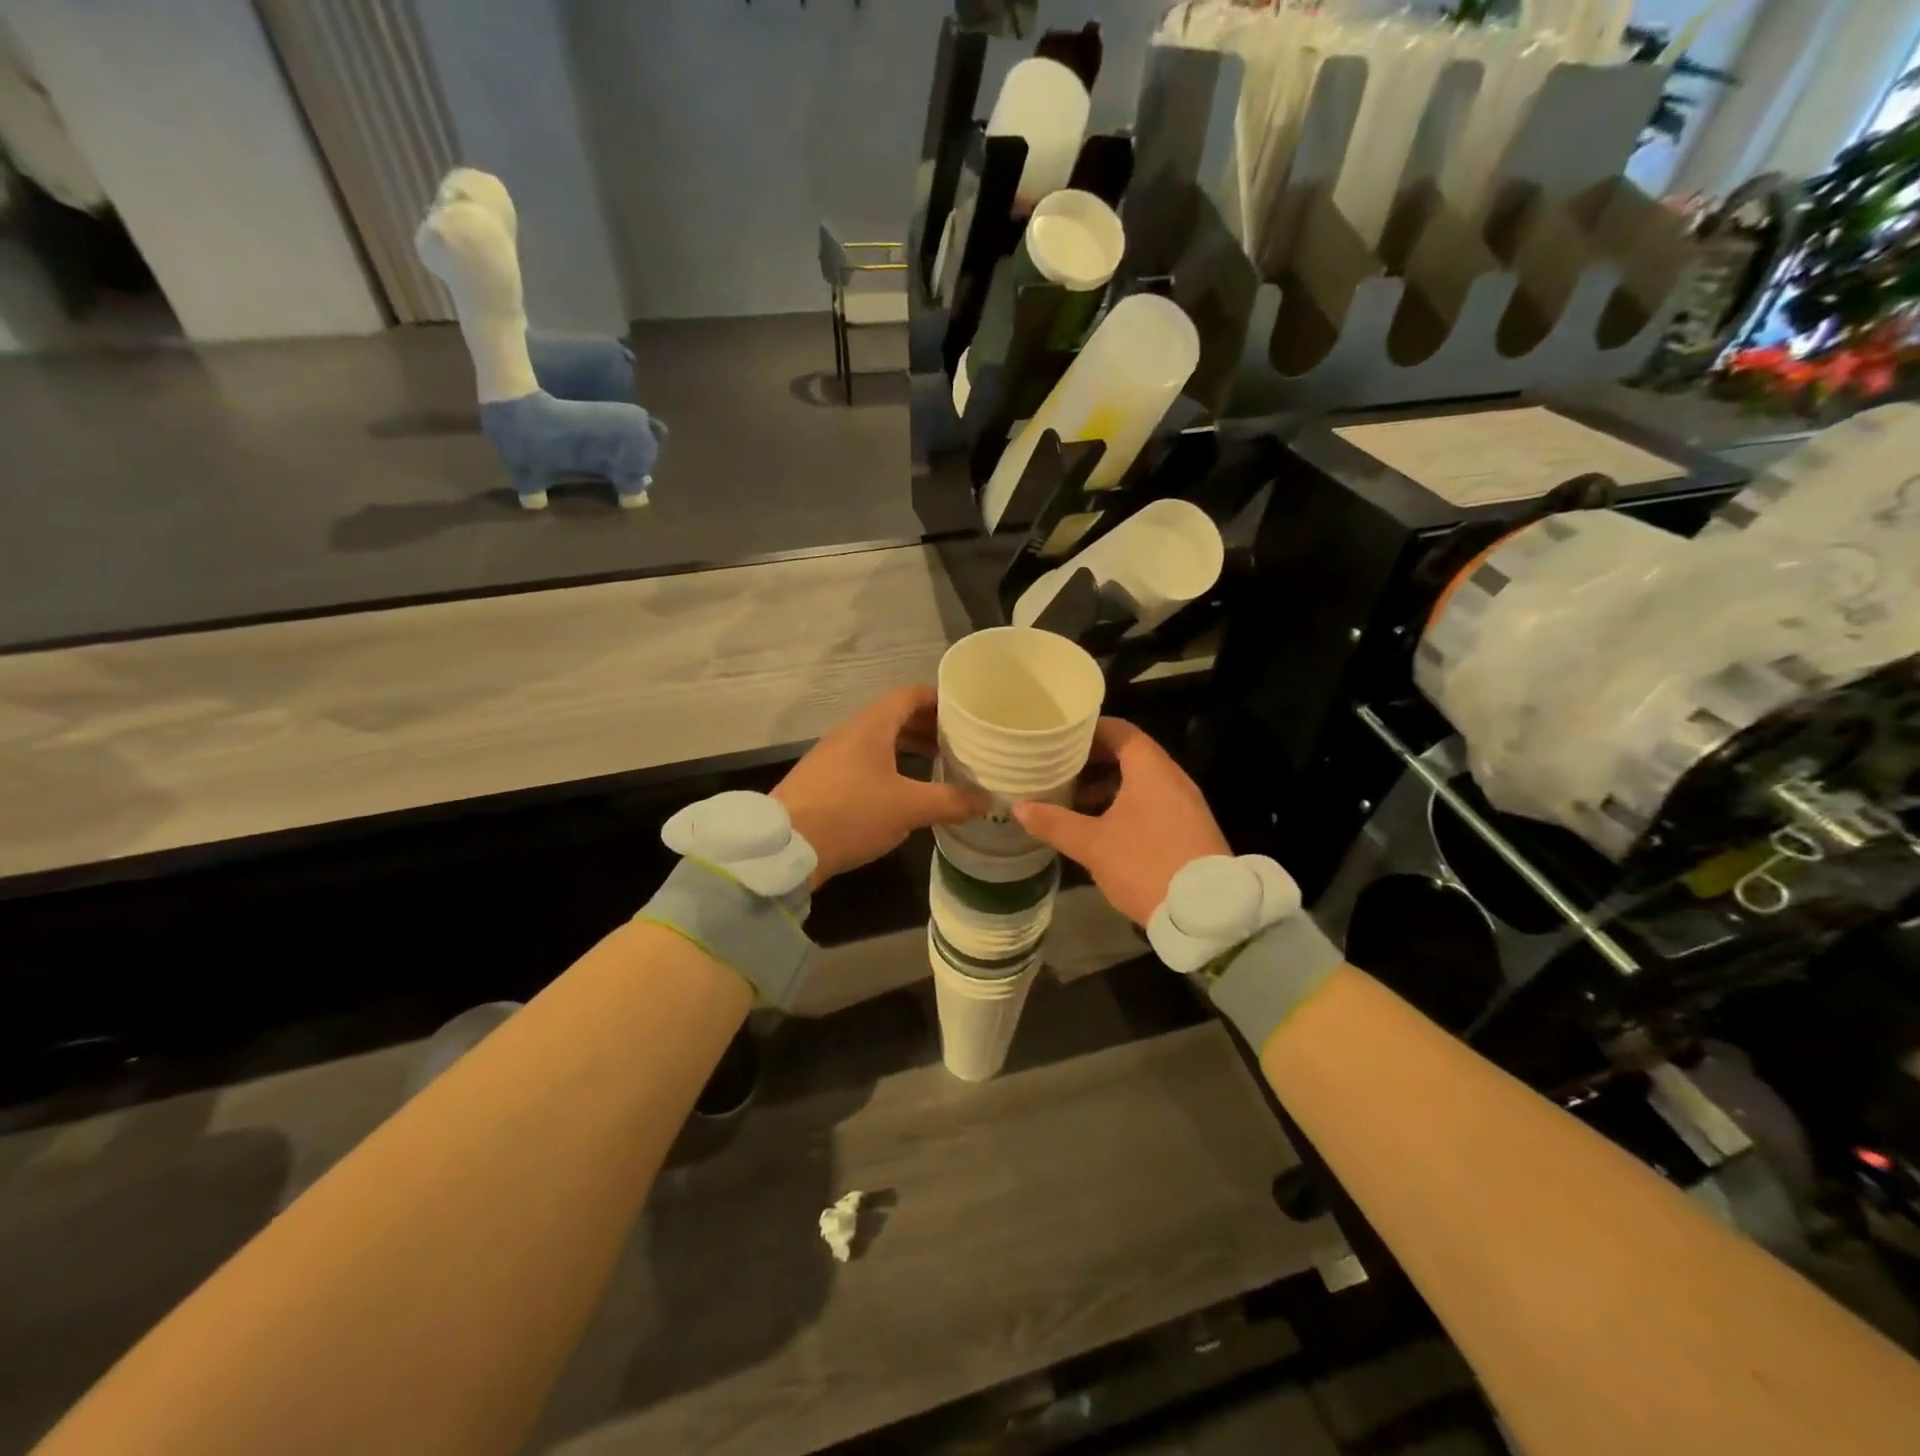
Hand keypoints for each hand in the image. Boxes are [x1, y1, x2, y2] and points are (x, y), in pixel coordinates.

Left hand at [773, 687, 986, 885]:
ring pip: (879, 741)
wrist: (785, 846)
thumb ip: (950, 801)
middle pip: (895, 717)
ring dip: (908, 747)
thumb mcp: (908, 808)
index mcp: (871, 726)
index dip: (939, 699)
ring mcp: (833, 756)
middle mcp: (850, 733)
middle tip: (959, 741)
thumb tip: (987, 800)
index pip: (910, 695)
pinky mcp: (823, 780)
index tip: (965, 711)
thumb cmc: (851, 813)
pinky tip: (903, 790)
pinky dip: (889, 765)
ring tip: (938, 764)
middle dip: (928, 726)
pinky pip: (864, 761)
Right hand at [1013, 719, 1228, 925]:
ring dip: (1108, 783)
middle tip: (1059, 768)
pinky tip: (1103, 824)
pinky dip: (1126, 801)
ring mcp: (1184, 802)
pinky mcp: (1188, 825)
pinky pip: (1153, 799)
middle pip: (1129, 752)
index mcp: (1150, 769)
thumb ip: (1055, 823)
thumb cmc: (1145, 865)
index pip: (1119, 730)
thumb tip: (1019, 808)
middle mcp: (1172, 777)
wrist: (1205, 911)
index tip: (1058, 738)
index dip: (1087, 730)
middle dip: (1093, 758)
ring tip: (1074, 797)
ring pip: (1141, 778)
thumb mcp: (1093, 845)